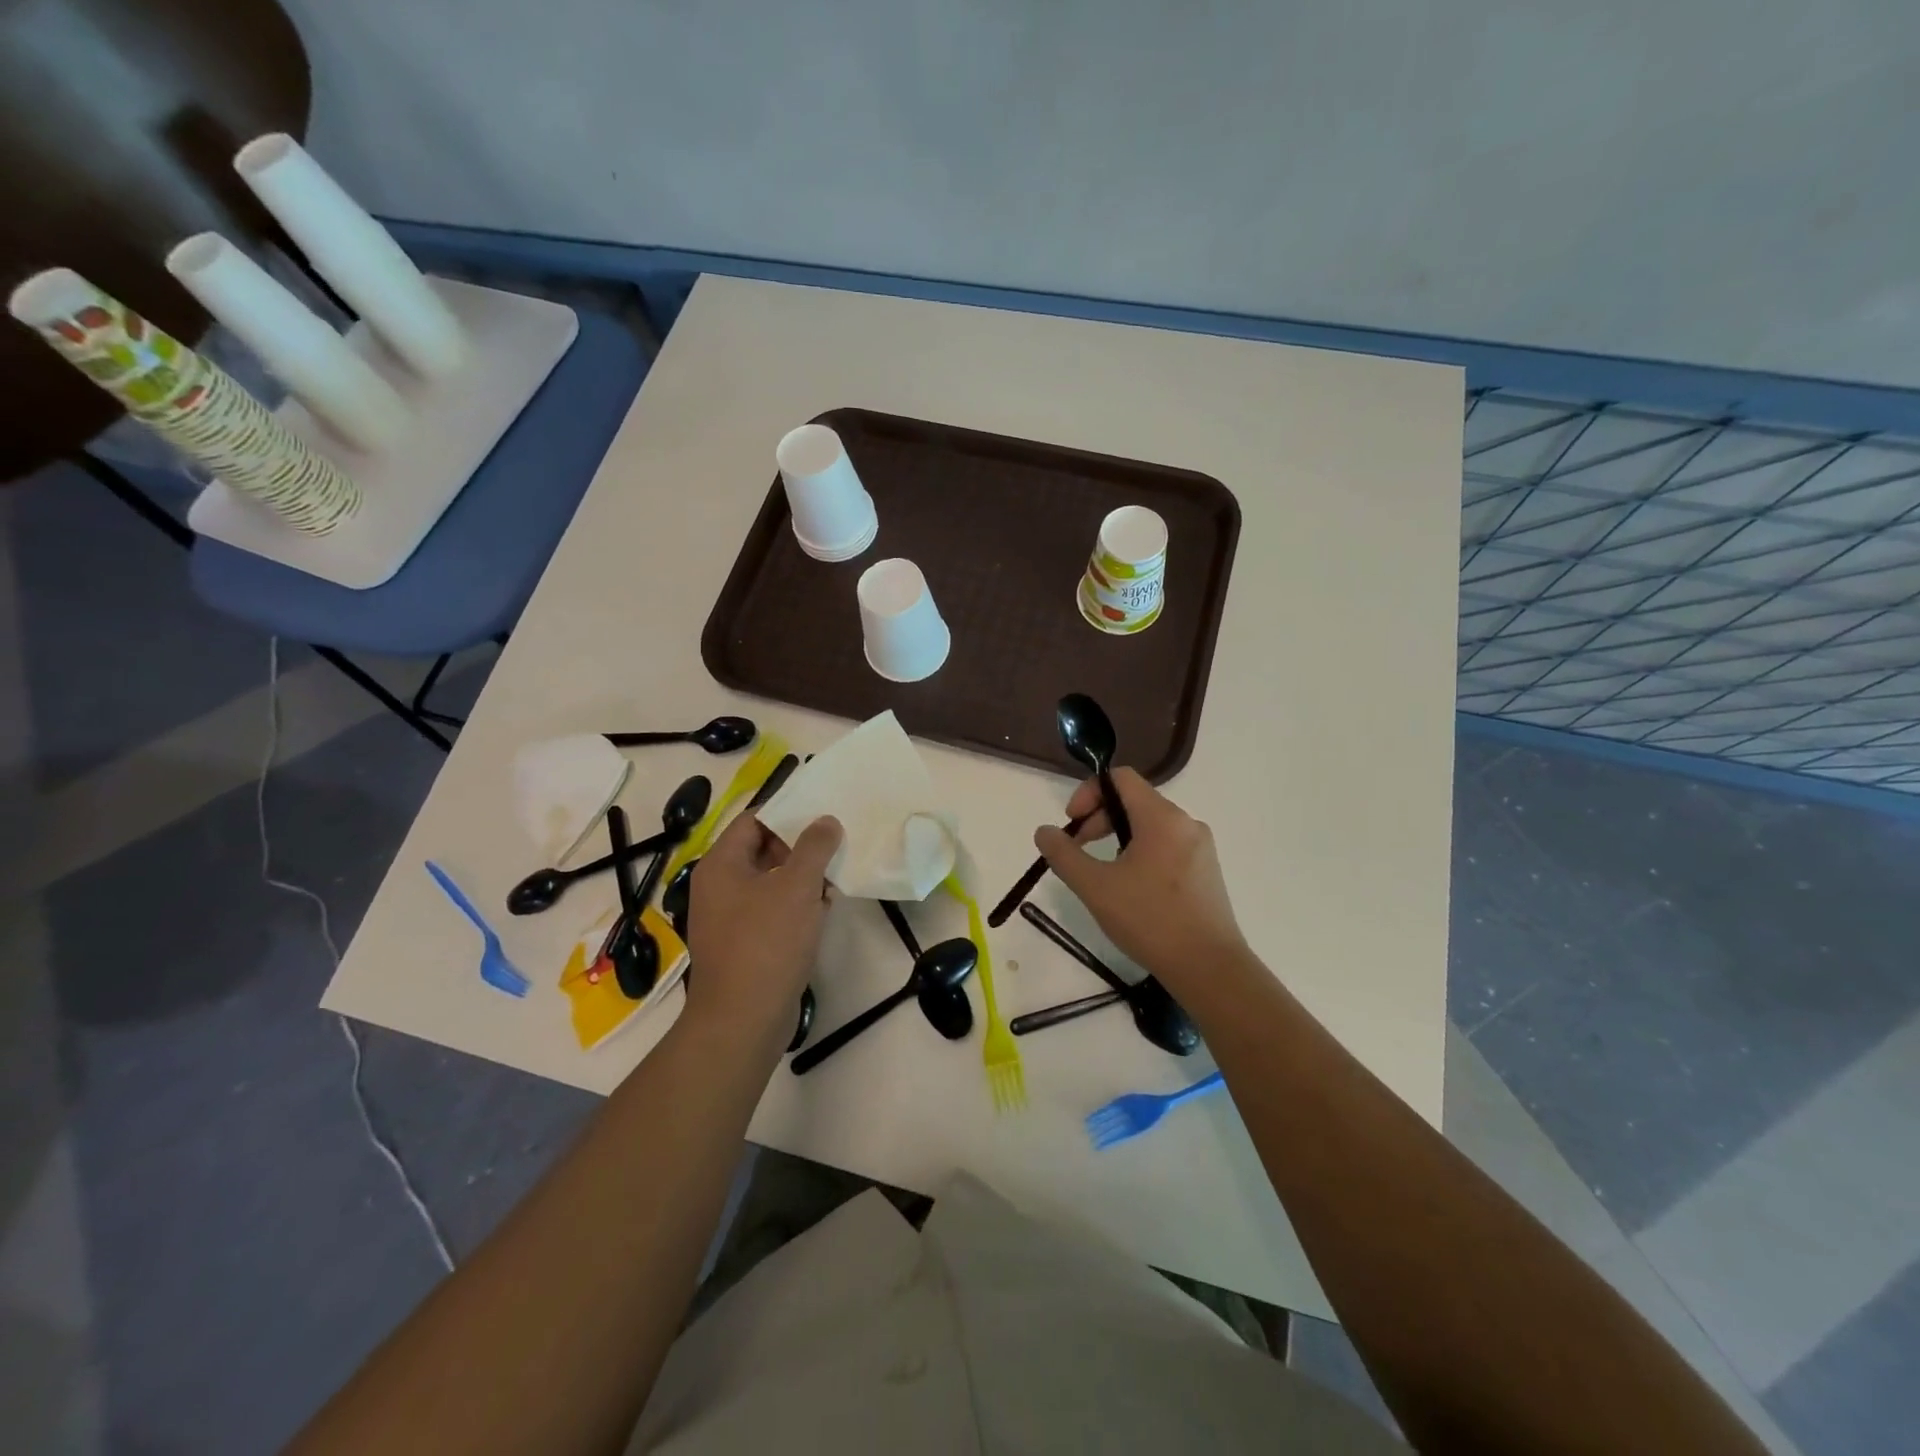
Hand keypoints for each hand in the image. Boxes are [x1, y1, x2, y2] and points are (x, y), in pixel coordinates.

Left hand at [685, 812, 841, 1038]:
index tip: (822, 812)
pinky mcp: (744, 944)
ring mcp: (729, 917)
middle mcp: (719, 886)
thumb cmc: (767, 943)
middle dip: (801, 847)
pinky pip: (772, 911)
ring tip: (836, 877)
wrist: (743, 1020)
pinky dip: (796, 906)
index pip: (753, 820)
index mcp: (721, 864)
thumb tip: (826, 821)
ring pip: (771, 882)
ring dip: (802, 878)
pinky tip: (824, 910)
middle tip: (835, 845)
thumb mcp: (797, 886)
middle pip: (762, 849)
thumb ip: (814, 847)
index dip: (787, 812)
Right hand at [1034, 768, 1245, 988]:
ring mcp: (1201, 847)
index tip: (1072, 824)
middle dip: (1100, 818)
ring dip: (1119, 837)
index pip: (1121, 778)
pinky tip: (1132, 889)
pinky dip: (1141, 853)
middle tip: (1078, 850)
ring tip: (1103, 873)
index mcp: (1162, 817)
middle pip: (1135, 800)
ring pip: (1151, 825)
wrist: (1209, 968)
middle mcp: (1186, 823)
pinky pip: (1167, 846)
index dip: (1089, 792)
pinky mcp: (1206, 871)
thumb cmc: (1150, 920)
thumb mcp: (1096, 887)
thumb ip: (1064, 854)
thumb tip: (1044, 831)